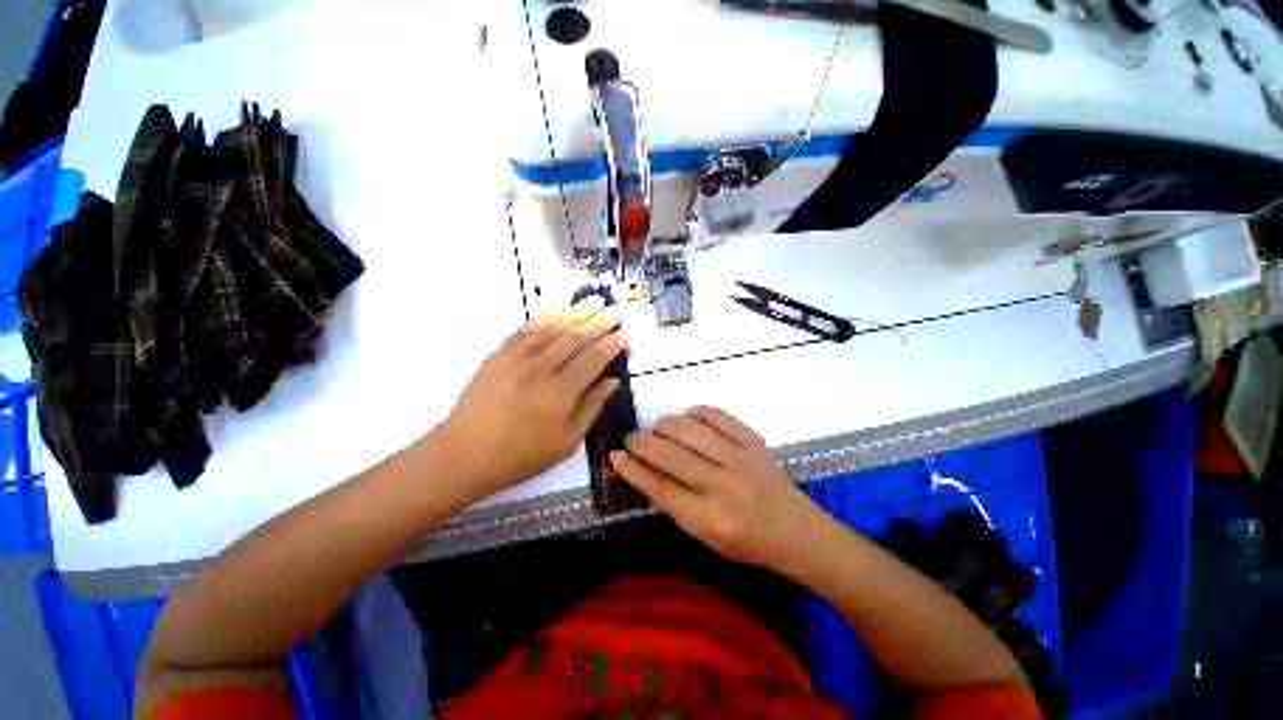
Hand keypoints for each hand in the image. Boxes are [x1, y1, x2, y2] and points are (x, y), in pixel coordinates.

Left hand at [440, 297, 627, 496]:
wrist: (465, 454)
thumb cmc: (521, 455)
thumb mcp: (567, 441)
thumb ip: (592, 407)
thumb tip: (613, 381)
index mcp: (560, 393)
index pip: (593, 358)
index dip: (612, 344)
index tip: (625, 335)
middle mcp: (540, 369)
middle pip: (575, 337)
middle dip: (599, 322)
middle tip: (615, 311)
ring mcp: (516, 359)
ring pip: (551, 327)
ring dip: (575, 312)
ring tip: (593, 301)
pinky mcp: (498, 355)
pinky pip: (525, 330)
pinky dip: (545, 318)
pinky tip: (557, 312)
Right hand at [609, 406, 825, 571]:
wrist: (795, 531)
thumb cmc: (745, 542)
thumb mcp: (704, 536)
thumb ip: (674, 503)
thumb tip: (644, 470)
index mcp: (710, 519)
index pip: (660, 488)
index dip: (633, 469)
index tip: (616, 455)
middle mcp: (724, 486)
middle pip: (671, 455)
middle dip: (643, 442)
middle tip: (632, 439)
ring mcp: (742, 459)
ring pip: (691, 430)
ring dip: (665, 424)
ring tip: (658, 429)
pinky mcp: (754, 441)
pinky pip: (717, 415)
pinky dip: (695, 412)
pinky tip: (687, 418)